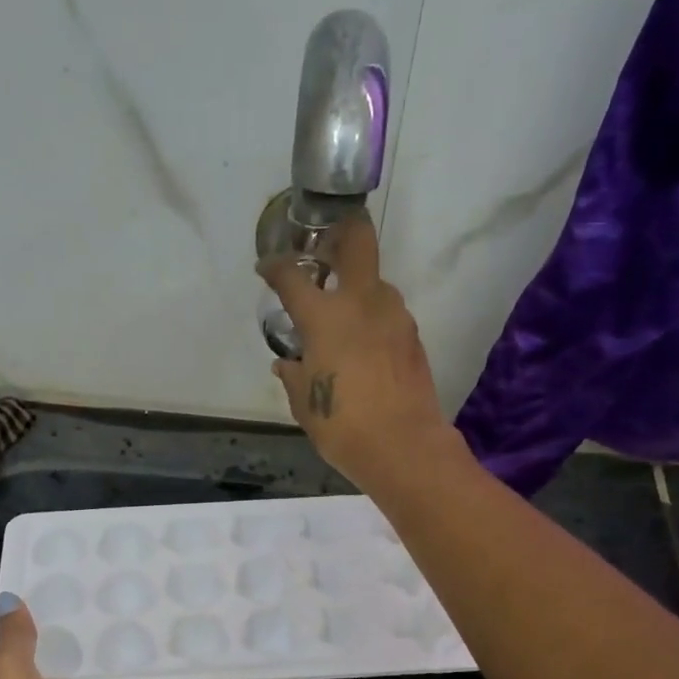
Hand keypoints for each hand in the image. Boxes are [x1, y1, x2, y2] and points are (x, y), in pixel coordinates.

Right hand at [259, 214, 456, 487]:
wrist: (403, 445)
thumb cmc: (342, 425)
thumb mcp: (304, 404)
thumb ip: (293, 376)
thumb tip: (287, 363)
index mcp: (324, 317)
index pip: (291, 276)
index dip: (274, 267)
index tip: (266, 268)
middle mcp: (362, 302)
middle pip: (357, 240)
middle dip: (339, 233)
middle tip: (323, 248)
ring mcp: (394, 315)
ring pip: (375, 281)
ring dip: (356, 287)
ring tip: (340, 314)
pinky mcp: (412, 335)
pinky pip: (387, 313)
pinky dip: (371, 318)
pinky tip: (361, 345)